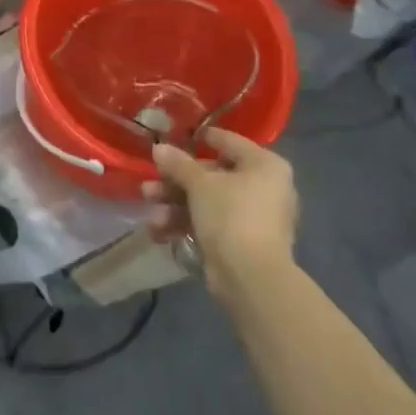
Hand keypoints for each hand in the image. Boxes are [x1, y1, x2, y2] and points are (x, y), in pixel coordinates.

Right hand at [144, 128, 298, 303]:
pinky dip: (187, 225)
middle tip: (150, 185)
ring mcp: (254, 217)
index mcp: (264, 165)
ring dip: (176, 206)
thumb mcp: (200, 184)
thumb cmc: (231, 215)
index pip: (229, 142)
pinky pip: (211, 224)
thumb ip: (178, 164)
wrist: (251, 277)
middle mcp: (265, 187)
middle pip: (213, 175)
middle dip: (176, 183)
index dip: (202, 138)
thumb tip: (159, 147)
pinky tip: (159, 231)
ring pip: (208, 202)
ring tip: (152, 215)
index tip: (176, 136)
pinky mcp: (242, 242)